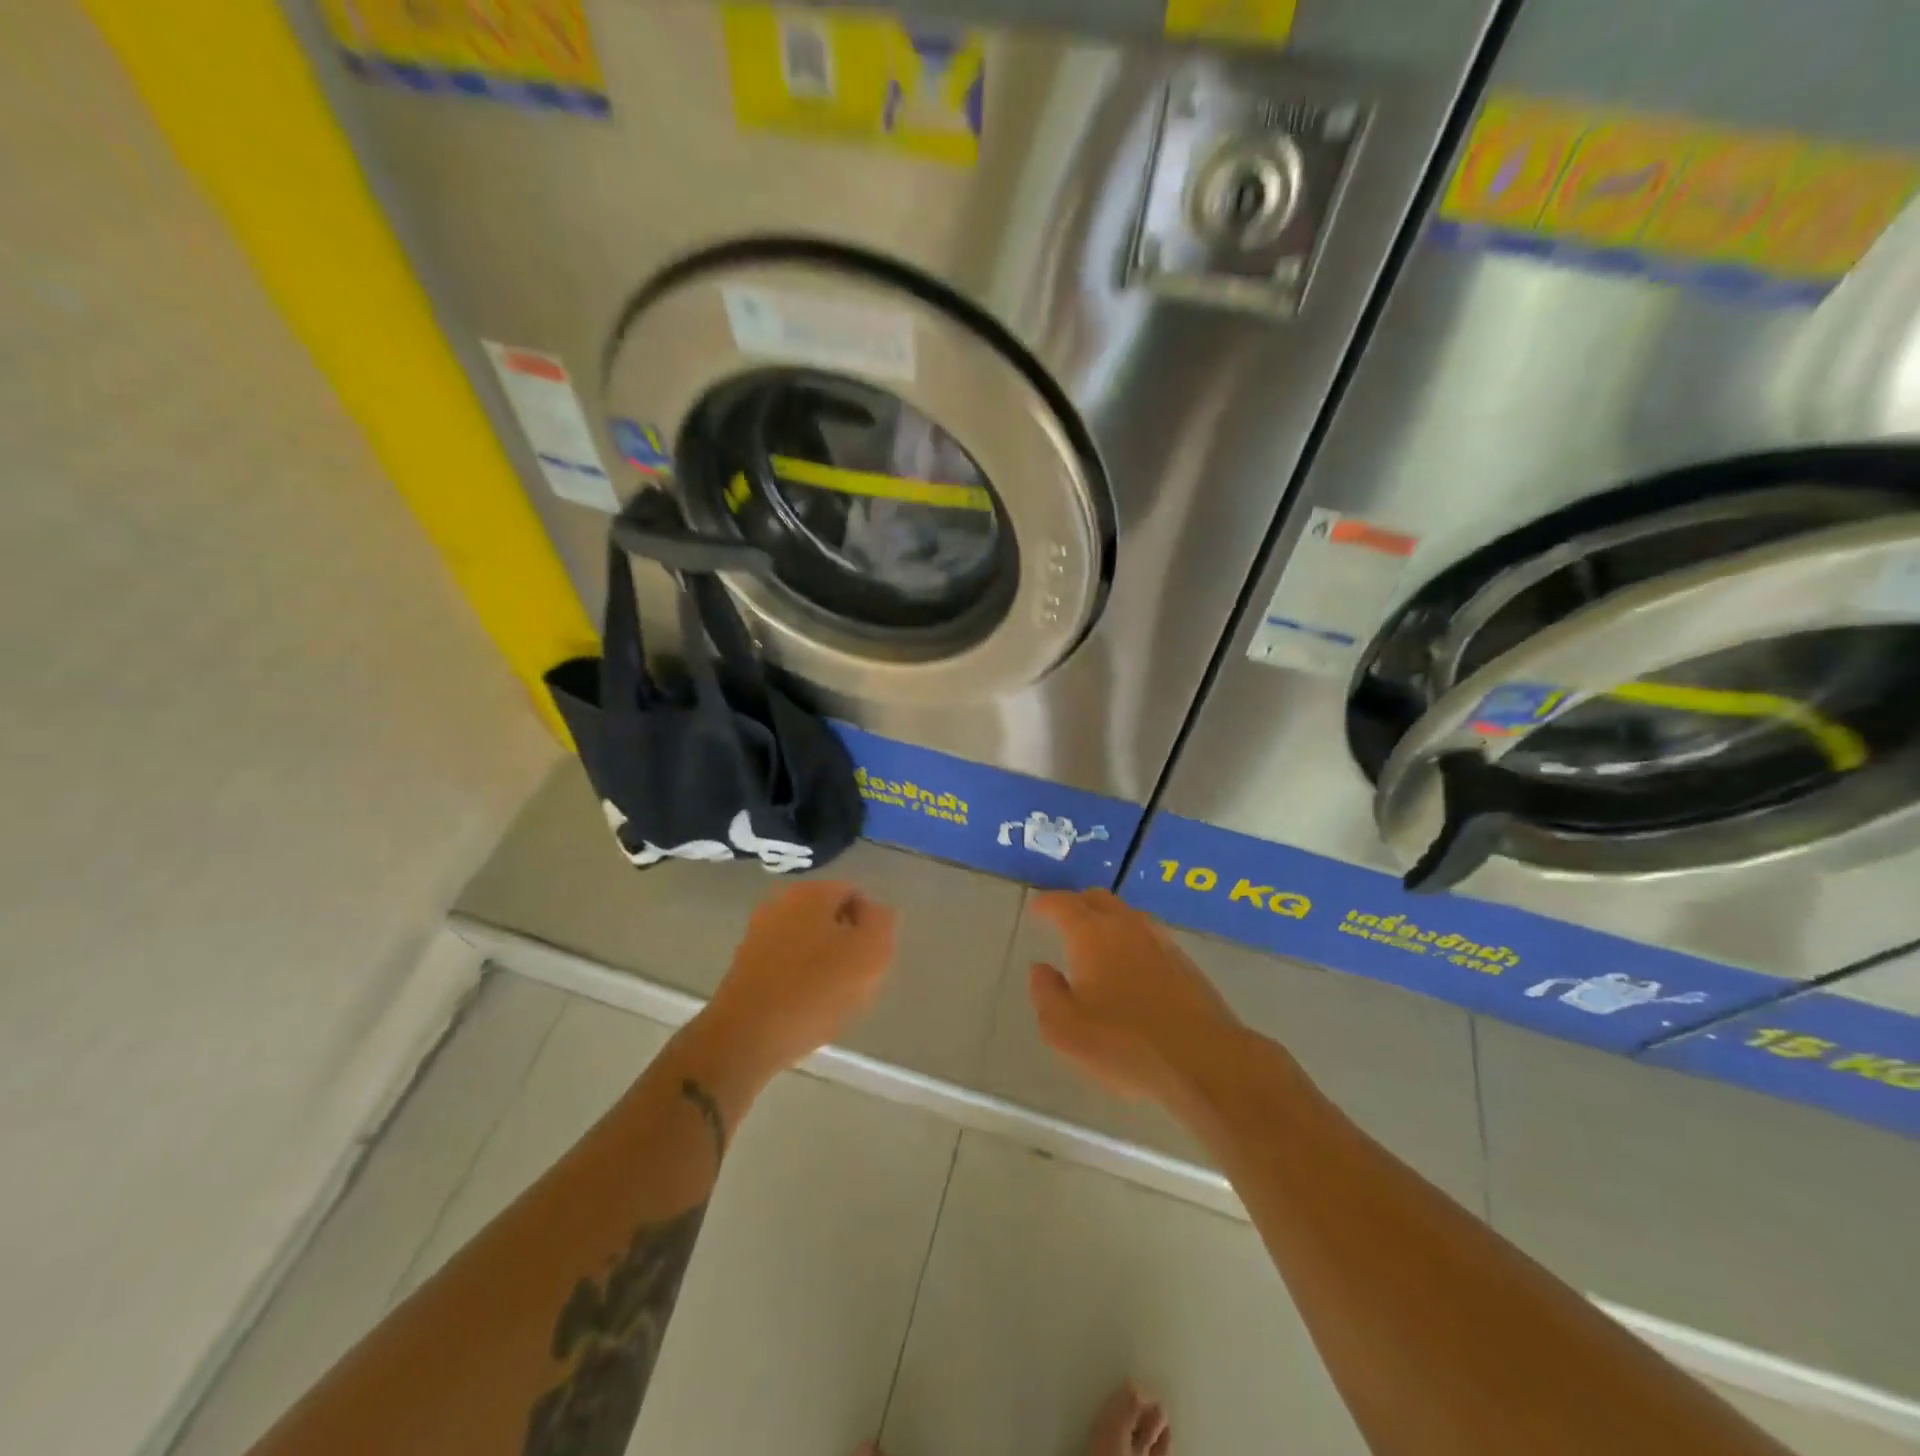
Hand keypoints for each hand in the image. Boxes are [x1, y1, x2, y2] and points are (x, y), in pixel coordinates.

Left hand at [703, 881, 896, 1073]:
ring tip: (830, 999)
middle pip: (829, 917)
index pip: (855, 894)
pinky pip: (785, 964)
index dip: (870, 926)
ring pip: (807, 941)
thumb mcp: (870, 953)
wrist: (746, 1037)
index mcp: (812, 892)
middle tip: (855, 980)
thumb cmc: (816, 990)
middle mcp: (781, 902)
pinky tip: (803, 1008)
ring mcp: (758, 933)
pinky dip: (799, 980)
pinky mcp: (744, 964)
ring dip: (823, 964)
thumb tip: (874, 911)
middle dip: (845, 944)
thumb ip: (881, 922)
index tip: (870, 958)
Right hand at [1028, 889, 1239, 1103]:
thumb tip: (1042, 969)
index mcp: (1093, 935)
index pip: (1064, 904)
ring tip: (1095, 942)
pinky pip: (1148, 937)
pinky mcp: (1184, 963)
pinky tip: (1129, 967)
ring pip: (1127, 915)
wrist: (1205, 1061)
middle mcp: (1127, 926)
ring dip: (1106, 920)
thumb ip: (1046, 994)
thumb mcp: (1065, 1031)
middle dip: (1077, 904)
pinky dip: (1130, 940)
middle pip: (1098, 899)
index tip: (1036, 909)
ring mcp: (1161, 941)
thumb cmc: (1126, 1045)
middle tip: (1062, 919)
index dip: (1046, 903)